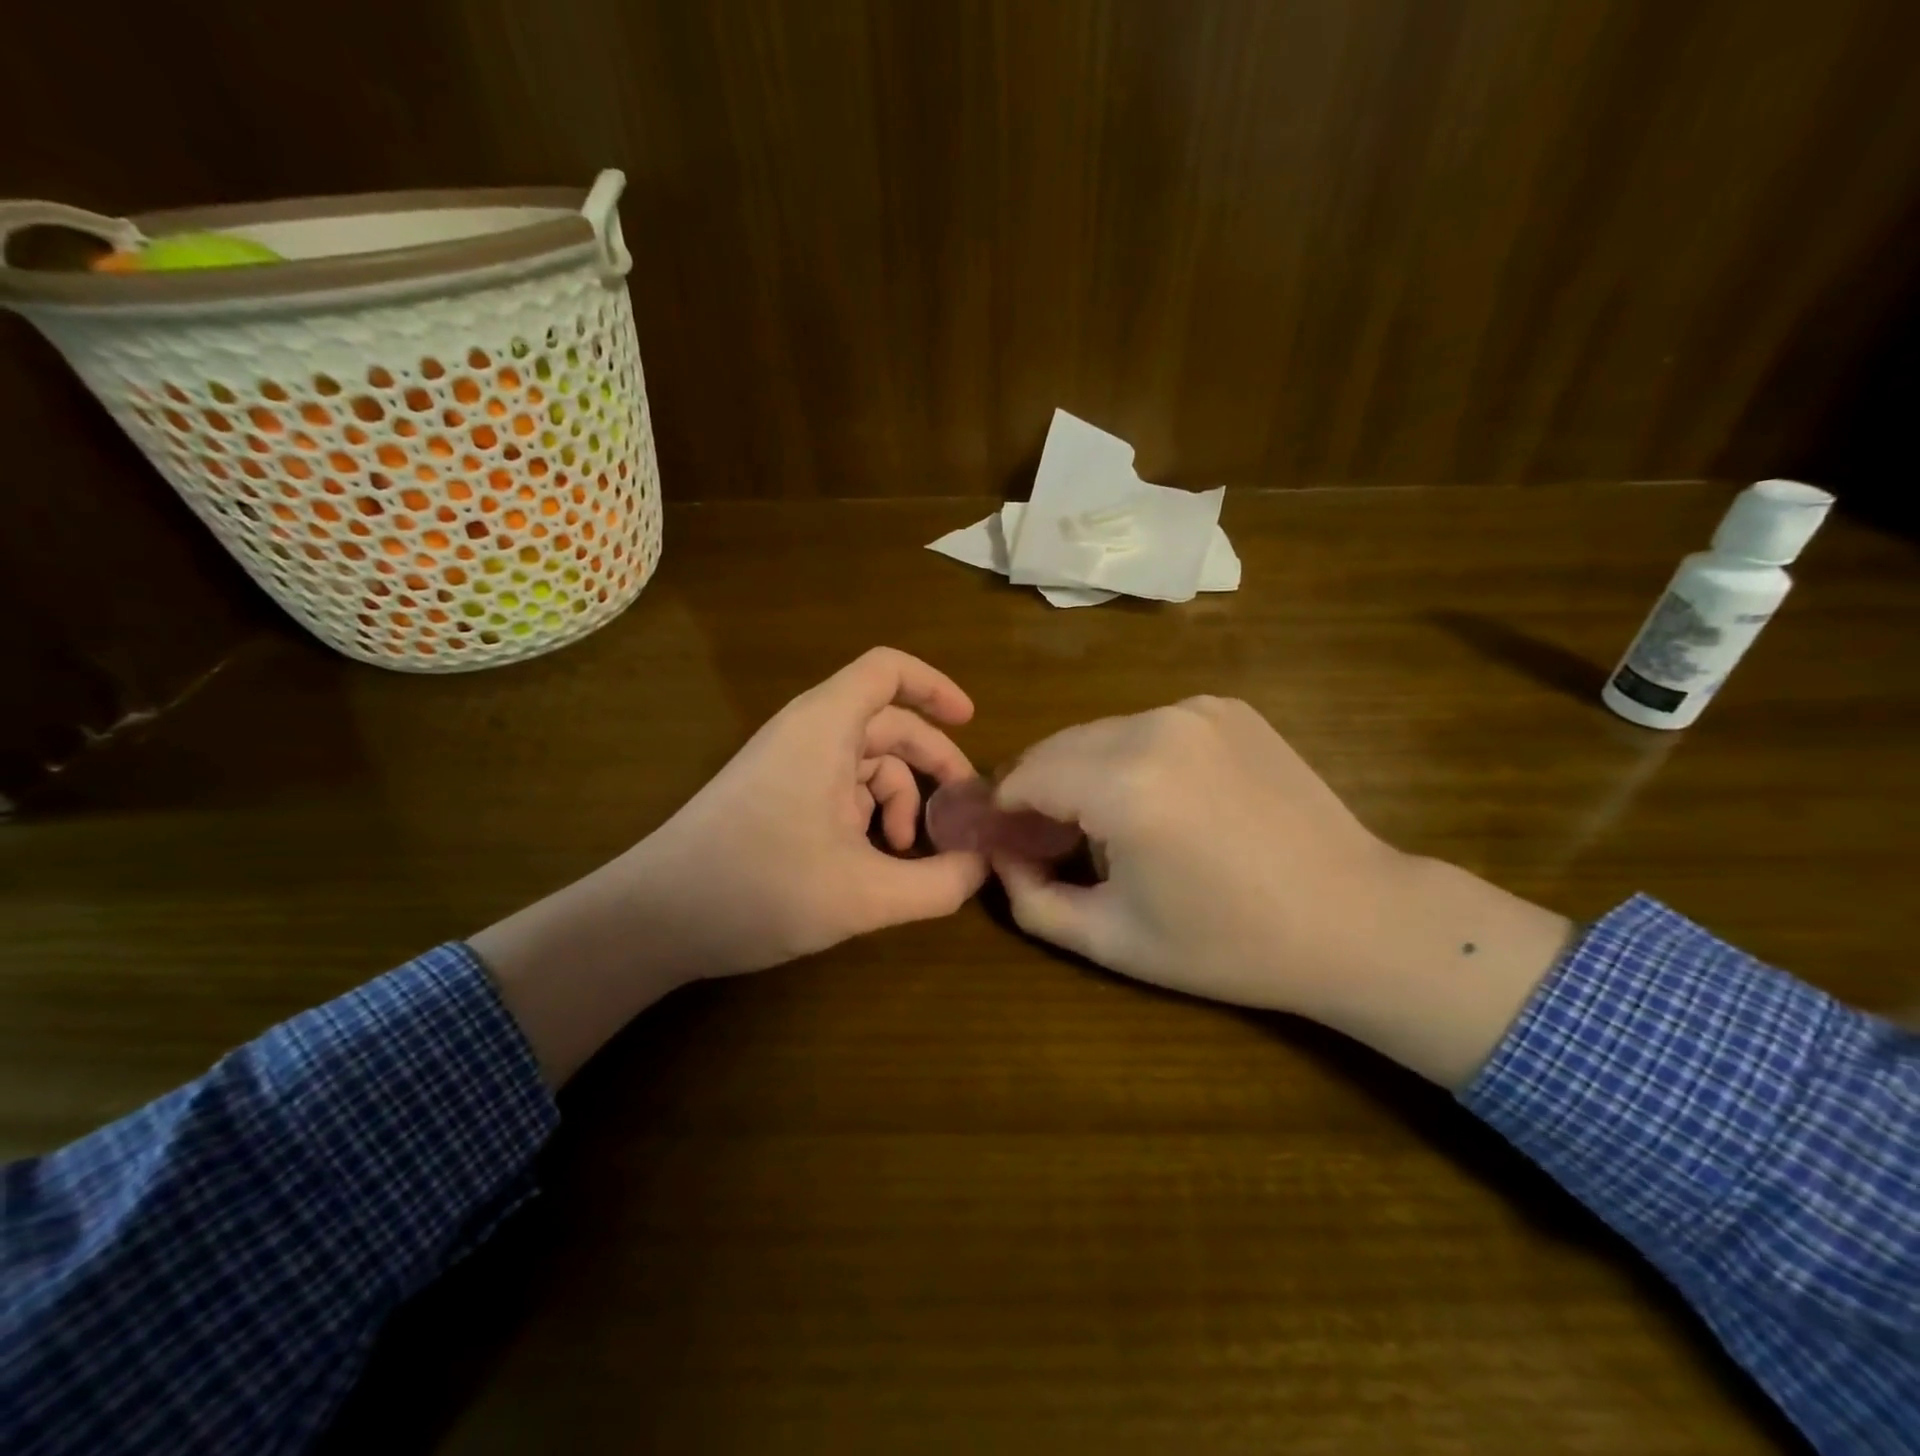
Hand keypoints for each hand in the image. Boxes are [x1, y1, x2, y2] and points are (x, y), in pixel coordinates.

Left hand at [473, 648, 987, 1081]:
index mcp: (825, 727)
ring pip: (865, 763)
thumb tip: (984, 868)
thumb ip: (937, 884)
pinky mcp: (775, 797)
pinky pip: (839, 789)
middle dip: (932, 763)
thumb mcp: (864, 895)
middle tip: (964, 811)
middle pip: (887, 723)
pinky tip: (873, 865)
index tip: (971, 721)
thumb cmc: (759, 888)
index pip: (887, 670)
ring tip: (908, 854)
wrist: (652, 920)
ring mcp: (787, 766)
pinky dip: (868, 817)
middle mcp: (806, 734)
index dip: (934, 687)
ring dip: (899, 801)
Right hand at [992, 697, 1572, 1086]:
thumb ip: (1030, 898)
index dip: (1005, 812)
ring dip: (1085, 772)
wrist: (1356, 918)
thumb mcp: (1111, 939)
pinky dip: (1132, 758)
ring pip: (1100, 733)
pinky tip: (1164, 802)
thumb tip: (1001, 855)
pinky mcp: (1227, 707)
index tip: (1009, 845)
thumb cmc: (1229, 944)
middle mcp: (1155, 726)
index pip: (1023, 775)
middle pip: (1058, 746)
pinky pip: (1148, 727)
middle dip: (1041, 789)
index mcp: (1124, 783)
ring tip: (1109, 826)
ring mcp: (1196, 709)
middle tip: (1053, 842)